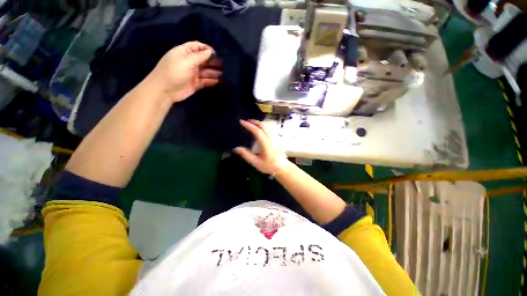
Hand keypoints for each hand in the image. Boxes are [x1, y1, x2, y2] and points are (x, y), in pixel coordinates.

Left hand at [146, 41, 221, 102]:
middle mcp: (190, 62)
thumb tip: (210, 52)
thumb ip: (200, 56)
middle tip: (225, 66)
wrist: (165, 90)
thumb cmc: (174, 72)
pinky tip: (220, 82)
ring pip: (207, 71)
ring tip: (226, 74)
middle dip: (214, 62)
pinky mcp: (196, 84)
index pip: (197, 46)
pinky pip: (206, 81)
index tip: (216, 54)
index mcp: (185, 52)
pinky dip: (213, 81)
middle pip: (204, 60)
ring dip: (215, 72)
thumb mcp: (187, 61)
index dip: (207, 49)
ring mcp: (193, 74)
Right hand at [234, 120, 289, 174]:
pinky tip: (261, 129)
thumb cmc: (269, 165)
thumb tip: (236, 148)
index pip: (257, 131)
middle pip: (263, 125)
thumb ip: (246, 155)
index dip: (249, 125)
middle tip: (247, 121)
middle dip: (255, 121)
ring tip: (253, 124)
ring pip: (268, 126)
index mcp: (265, 143)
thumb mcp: (256, 162)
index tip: (242, 121)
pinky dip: (264, 126)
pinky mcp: (277, 139)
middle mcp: (271, 138)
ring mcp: (275, 137)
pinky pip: (270, 128)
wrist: (282, 167)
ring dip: (260, 123)